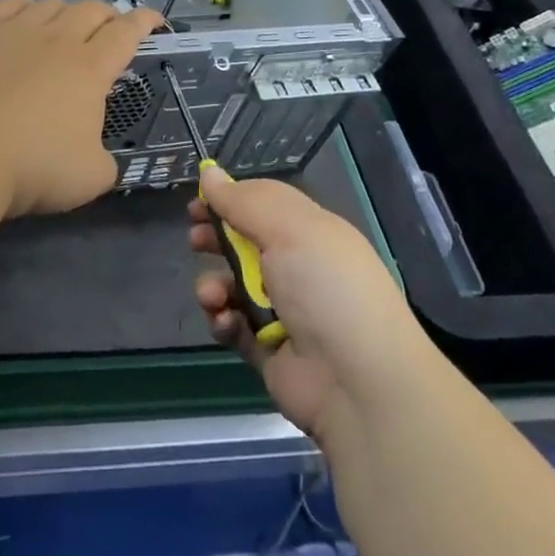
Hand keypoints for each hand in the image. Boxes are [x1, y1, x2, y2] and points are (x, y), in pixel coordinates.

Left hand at [0, 0, 164, 216]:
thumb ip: (106, 161)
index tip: (155, 20)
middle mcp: (58, 40)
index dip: (145, 21)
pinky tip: (24, 17)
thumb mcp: (91, 177)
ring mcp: (17, 32)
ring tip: (66, 28)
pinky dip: (24, 6)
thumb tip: (99, 157)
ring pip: (52, 4)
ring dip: (67, 12)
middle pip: (91, 10)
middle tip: (110, 30)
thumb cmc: (36, 165)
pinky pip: (8, 4)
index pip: (127, 32)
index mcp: (91, 69)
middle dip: (108, 16)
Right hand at [189, 166, 421, 446]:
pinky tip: (225, 321)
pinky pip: (233, 326)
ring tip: (213, 296)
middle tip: (195, 240)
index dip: (231, 199)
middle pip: (244, 243)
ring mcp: (283, 310)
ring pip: (232, 285)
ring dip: (213, 285)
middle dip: (215, 238)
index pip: (264, 205)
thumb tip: (209, 171)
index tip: (199, 200)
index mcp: (311, 233)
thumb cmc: (326, 288)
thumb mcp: (288, 229)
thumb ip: (243, 201)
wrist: (359, 384)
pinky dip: (223, 321)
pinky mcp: (268, 349)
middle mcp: (298, 268)